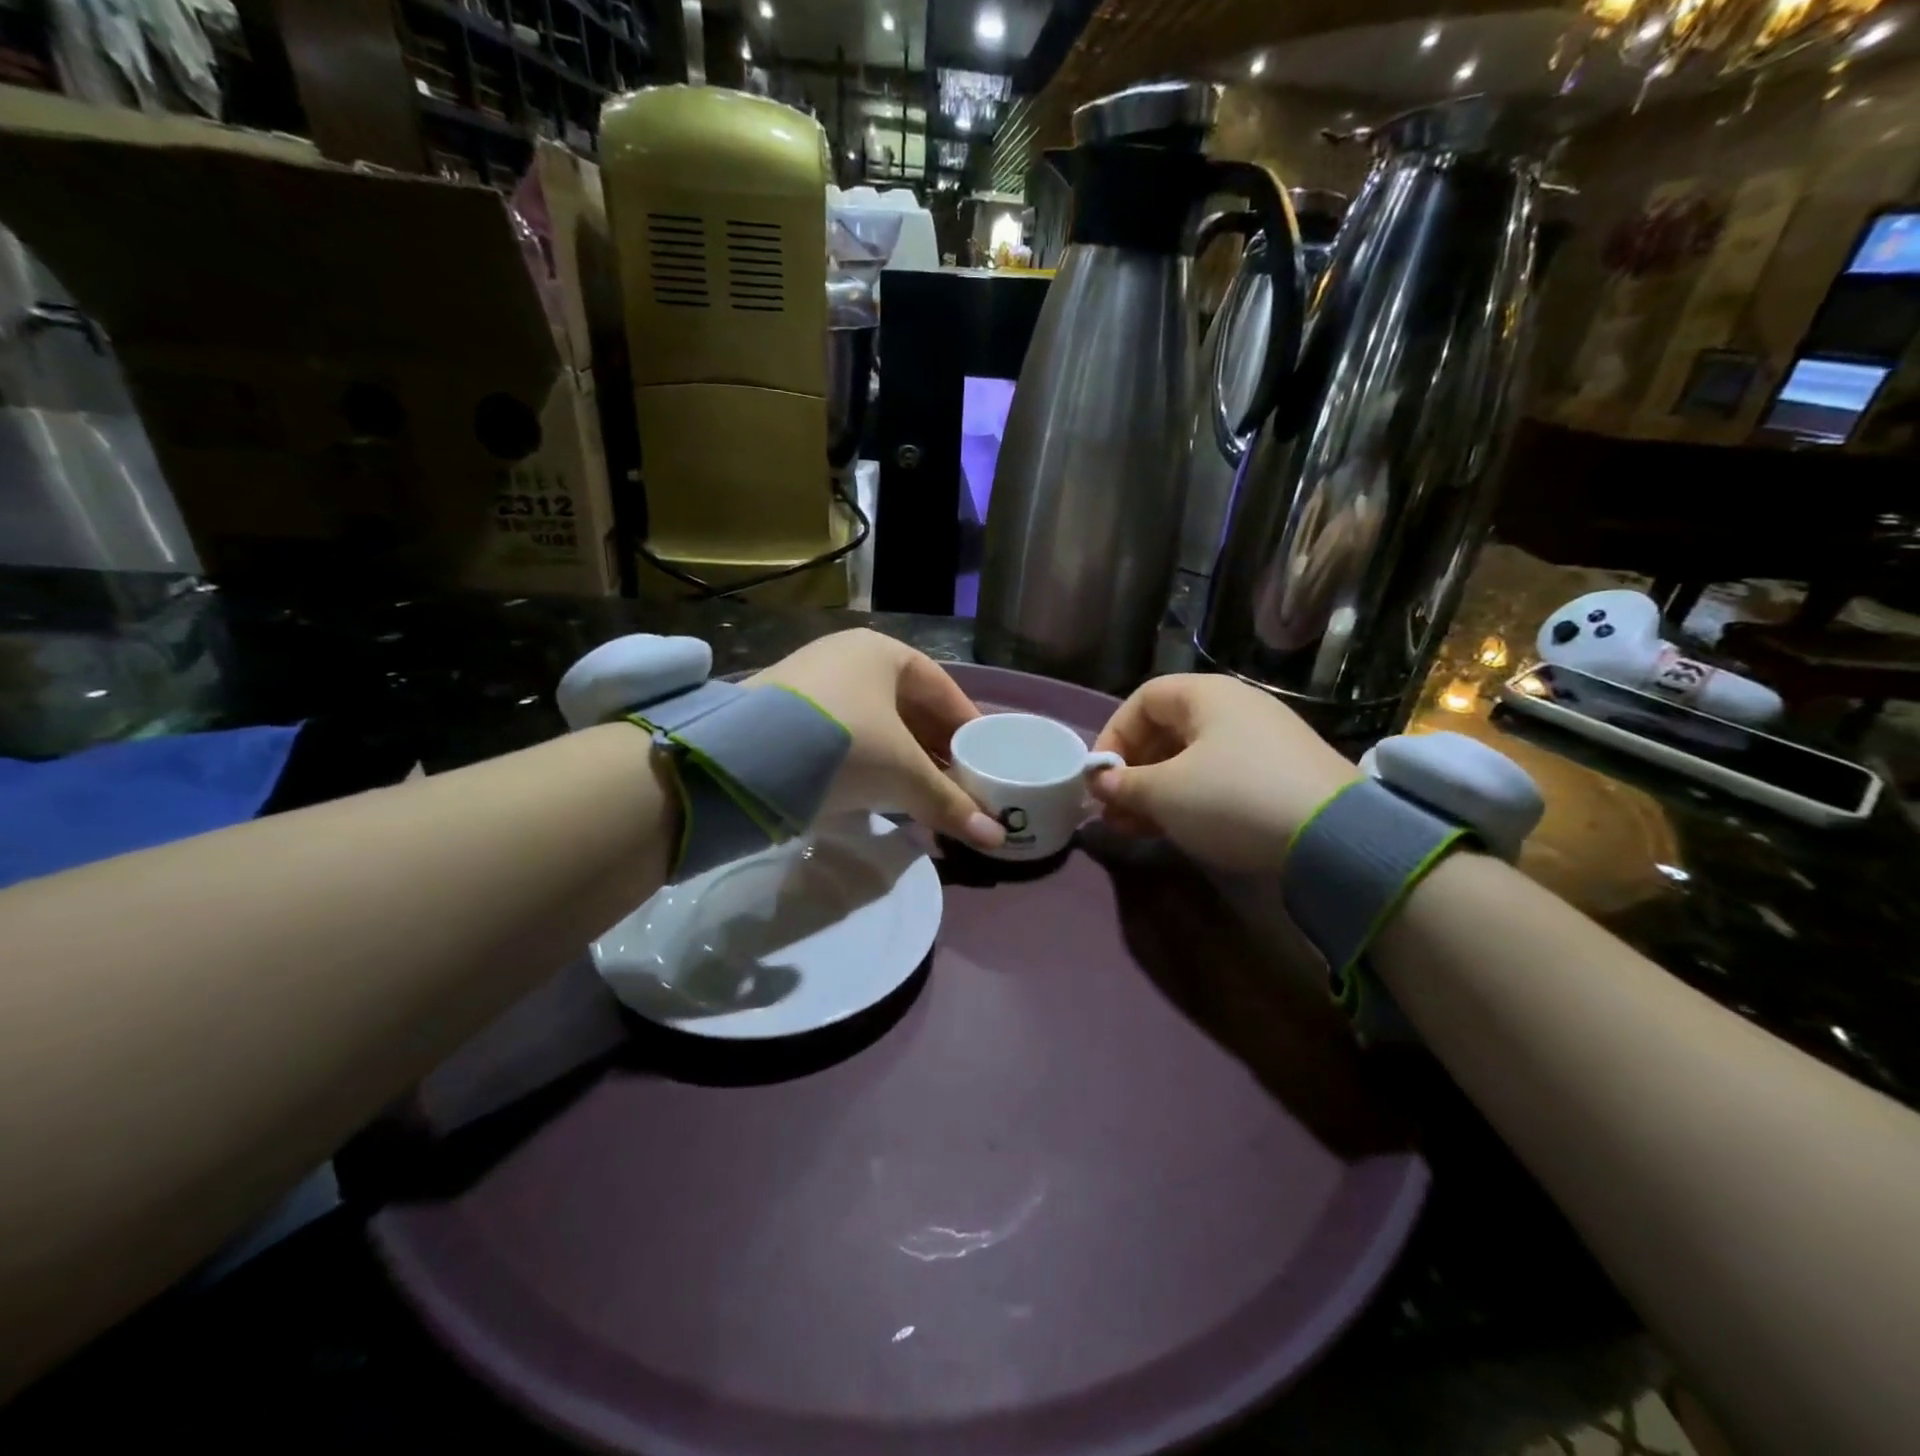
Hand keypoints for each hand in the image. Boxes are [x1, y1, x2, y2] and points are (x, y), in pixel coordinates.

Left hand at [751, 630, 1005, 850]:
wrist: (744, 758)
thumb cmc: (844, 744)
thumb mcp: (903, 774)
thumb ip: (950, 803)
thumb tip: (996, 839)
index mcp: (882, 652)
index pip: (941, 687)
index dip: (967, 723)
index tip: (985, 755)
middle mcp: (846, 657)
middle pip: (907, 706)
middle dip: (934, 747)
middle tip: (957, 781)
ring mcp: (810, 683)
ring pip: (874, 723)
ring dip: (901, 759)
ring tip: (923, 795)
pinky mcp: (783, 715)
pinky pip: (843, 736)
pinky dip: (867, 763)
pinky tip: (878, 793)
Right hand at [1089, 674, 1358, 870]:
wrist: (1335, 837)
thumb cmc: (1232, 797)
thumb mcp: (1166, 793)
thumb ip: (1124, 785)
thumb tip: (1100, 784)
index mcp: (1206, 695)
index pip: (1142, 700)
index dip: (1113, 735)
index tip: (1099, 778)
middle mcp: (1235, 707)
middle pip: (1166, 730)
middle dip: (1133, 772)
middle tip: (1113, 811)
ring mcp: (1262, 740)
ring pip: (1191, 758)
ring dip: (1157, 790)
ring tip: (1136, 828)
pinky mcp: (1281, 773)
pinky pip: (1220, 776)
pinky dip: (1190, 798)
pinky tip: (1176, 829)